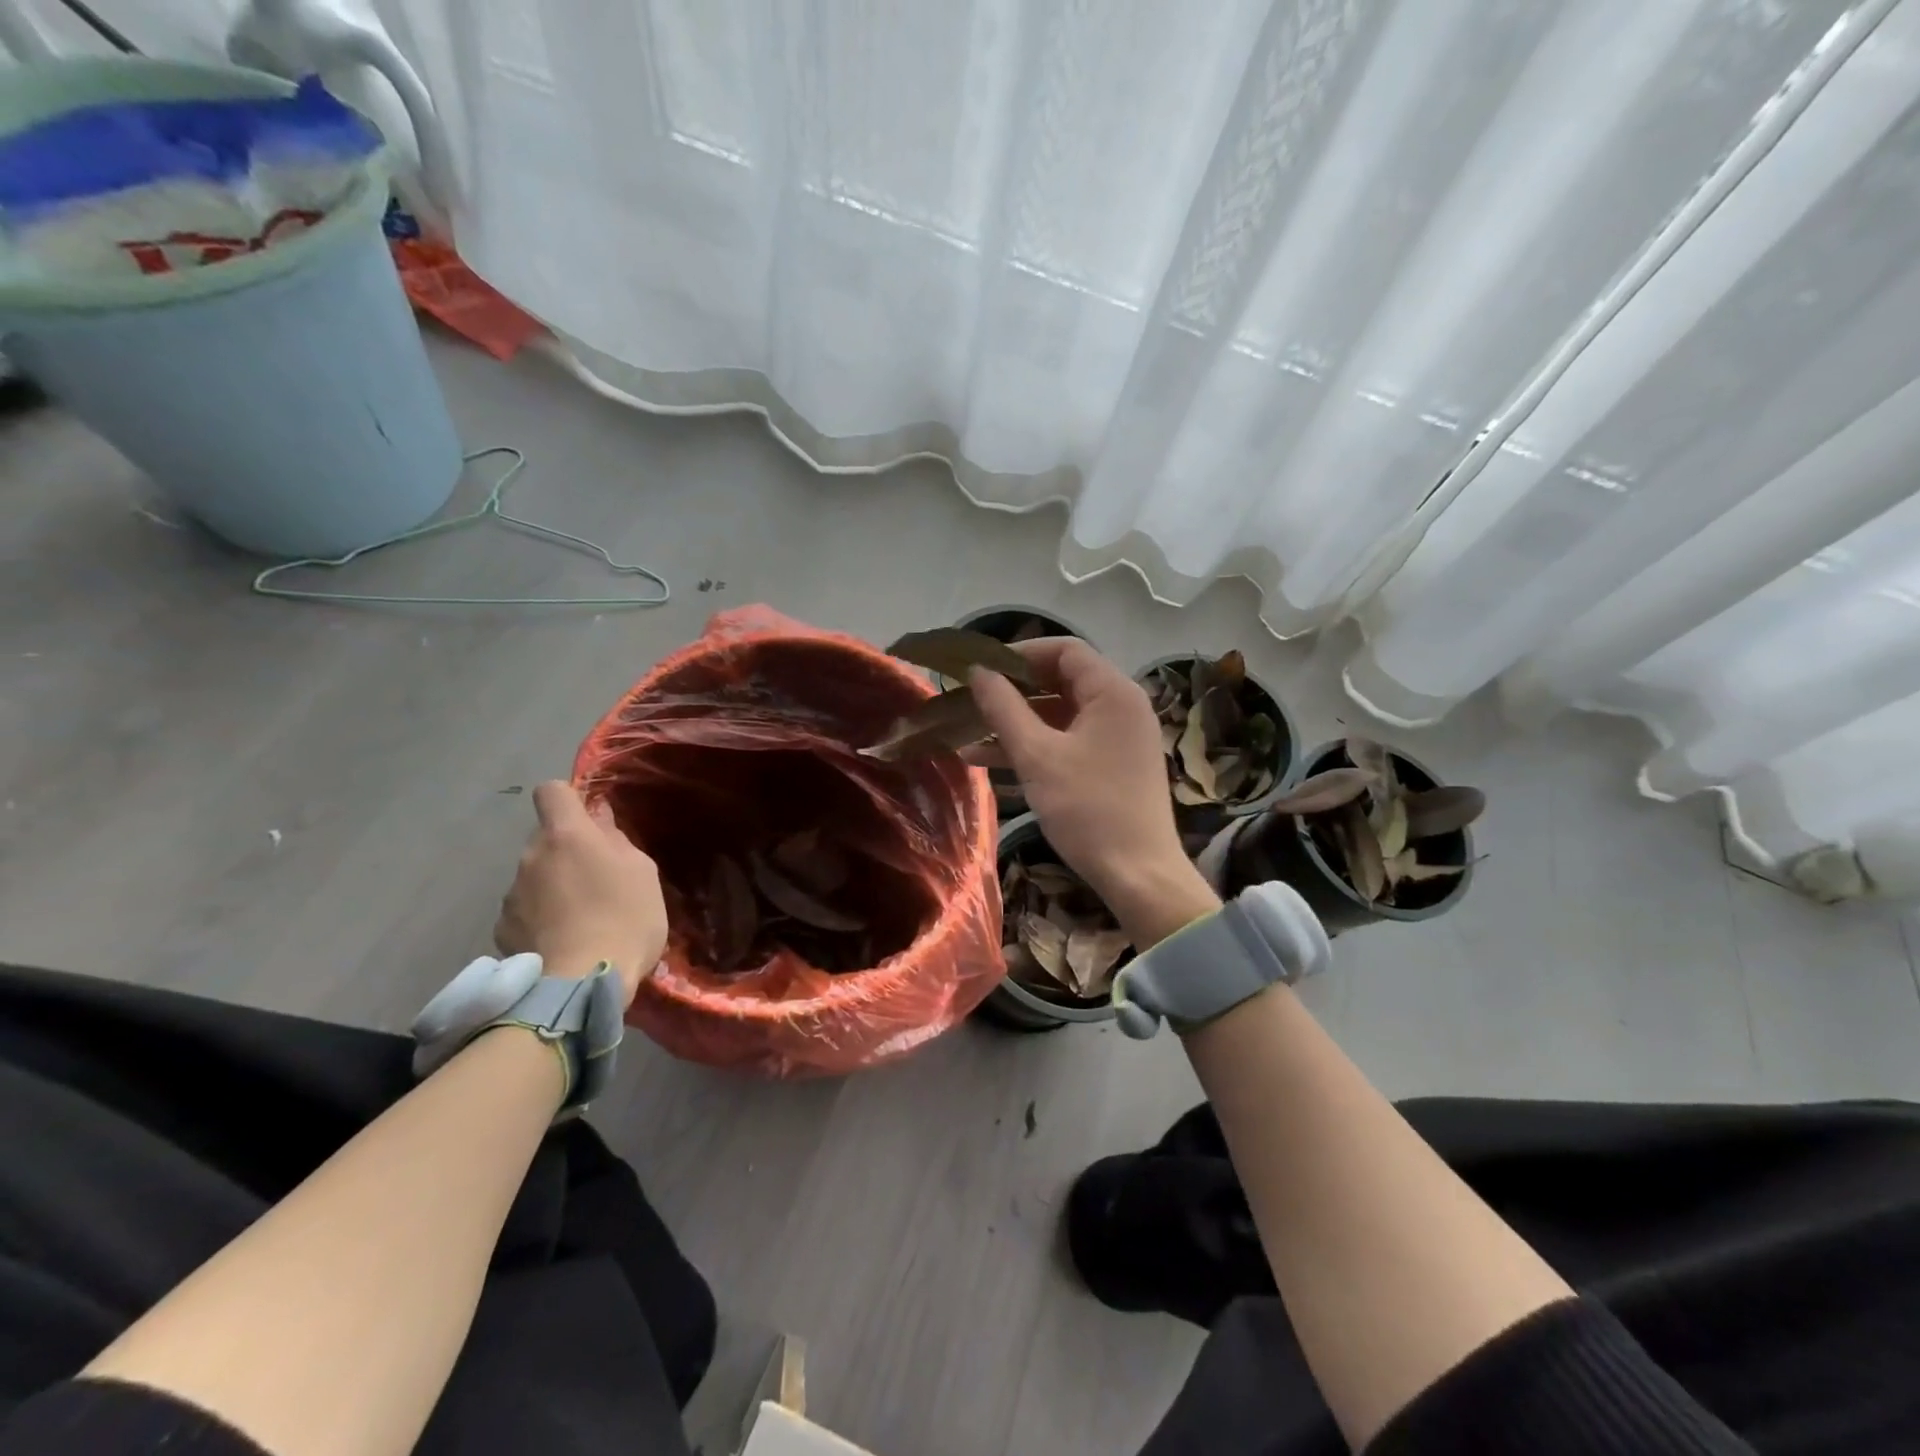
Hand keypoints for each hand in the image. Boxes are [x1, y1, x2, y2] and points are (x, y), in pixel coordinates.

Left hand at [494, 781, 665, 1005]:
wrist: (581, 984)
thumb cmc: (625, 918)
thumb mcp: (642, 873)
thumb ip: (616, 840)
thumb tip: (599, 819)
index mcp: (567, 835)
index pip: (552, 791)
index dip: (569, 798)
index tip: (589, 819)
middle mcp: (531, 856)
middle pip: (546, 837)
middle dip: (567, 850)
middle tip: (597, 879)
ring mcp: (511, 894)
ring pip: (534, 875)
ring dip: (552, 885)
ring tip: (580, 917)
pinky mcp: (501, 929)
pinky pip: (524, 910)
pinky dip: (540, 917)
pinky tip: (562, 940)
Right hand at [968, 640, 1218, 947]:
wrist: (1139, 876)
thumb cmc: (1088, 809)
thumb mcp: (1037, 756)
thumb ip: (1003, 708)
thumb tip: (977, 672)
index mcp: (1113, 692)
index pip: (1064, 650)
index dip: (1019, 654)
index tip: (981, 669)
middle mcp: (1122, 706)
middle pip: (1061, 681)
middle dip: (1012, 692)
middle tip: (970, 701)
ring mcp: (1120, 738)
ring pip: (1061, 716)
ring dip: (1017, 724)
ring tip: (967, 736)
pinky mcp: (1114, 765)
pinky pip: (1069, 742)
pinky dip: (1036, 747)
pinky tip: (991, 762)